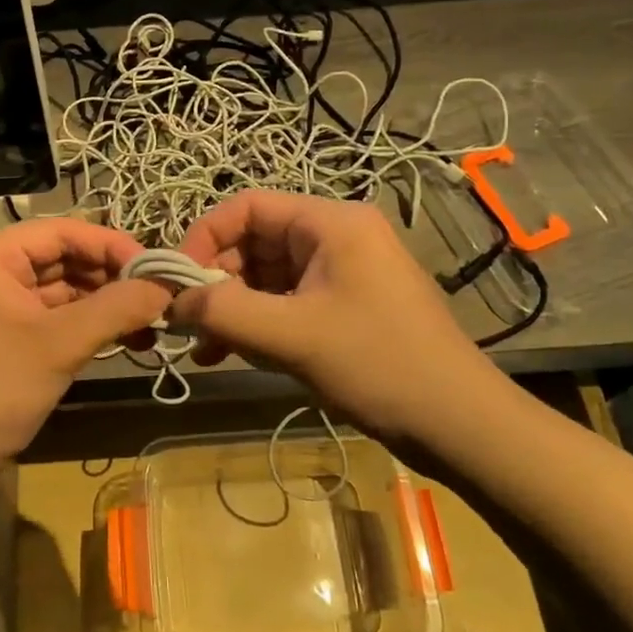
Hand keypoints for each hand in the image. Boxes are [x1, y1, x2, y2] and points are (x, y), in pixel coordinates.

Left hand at [0, 220, 171, 492]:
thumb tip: (166, 285)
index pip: (61, 232)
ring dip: (102, 303)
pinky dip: (83, 323)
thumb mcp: (59, 345)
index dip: (112, 246)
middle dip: (110, 278)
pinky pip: (47, 314)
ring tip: (150, 321)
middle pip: (60, 258)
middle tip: (160, 297)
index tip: (158, 269)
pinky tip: (122, 336)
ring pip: (58, 288)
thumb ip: (117, 308)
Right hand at [171, 191, 497, 440]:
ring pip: (268, 275)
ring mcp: (344, 272)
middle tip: (188, 324)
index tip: (177, 282)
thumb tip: (172, 301)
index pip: (248, 207)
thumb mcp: (292, 336)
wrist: (460, 424)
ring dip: (233, 308)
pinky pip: (287, 301)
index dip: (205, 238)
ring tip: (205, 348)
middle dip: (217, 281)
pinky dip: (258, 322)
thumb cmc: (378, 365)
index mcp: (331, 223)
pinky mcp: (346, 305)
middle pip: (256, 241)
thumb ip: (225, 312)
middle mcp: (337, 236)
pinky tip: (231, 355)